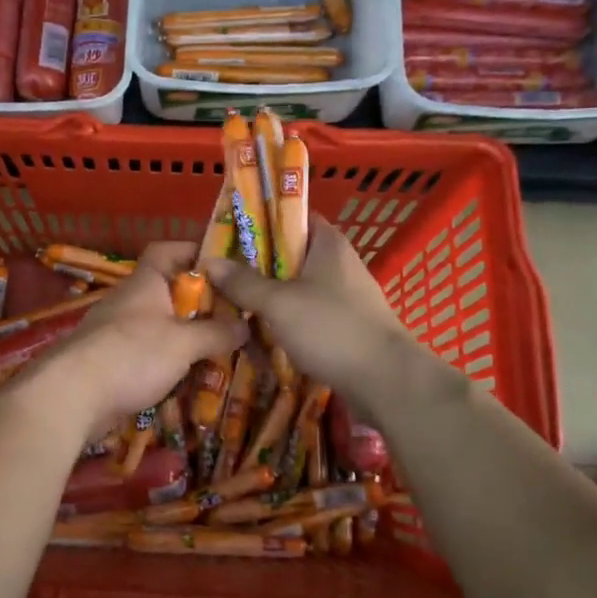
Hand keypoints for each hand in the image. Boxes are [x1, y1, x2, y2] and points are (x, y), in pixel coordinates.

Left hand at [31, 241, 247, 432]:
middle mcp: (128, 302)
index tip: (222, 265)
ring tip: (217, 351)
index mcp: (144, 283)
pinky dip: (166, 363)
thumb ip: (216, 333)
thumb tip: (244, 326)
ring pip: (157, 326)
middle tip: (232, 318)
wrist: (72, 395)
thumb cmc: (131, 354)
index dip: (192, 251)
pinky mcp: (109, 363)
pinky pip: (145, 355)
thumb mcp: (184, 343)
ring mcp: (115, 333)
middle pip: (166, 291)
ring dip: (184, 337)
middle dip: (198, 304)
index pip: (166, 251)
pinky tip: (187, 379)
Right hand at [204, 217, 425, 410]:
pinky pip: (308, 315)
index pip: (291, 217)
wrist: (386, 380)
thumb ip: (243, 282)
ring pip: (297, 288)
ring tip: (234, 307)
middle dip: (256, 266)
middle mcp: (339, 263)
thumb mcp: (278, 303)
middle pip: (290, 256)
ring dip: (269, 298)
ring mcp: (346, 296)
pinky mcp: (347, 325)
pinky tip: (262, 336)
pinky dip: (287, 321)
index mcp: (328, 243)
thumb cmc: (331, 328)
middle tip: (221, 276)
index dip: (259, 223)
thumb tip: (209, 262)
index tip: (229, 236)